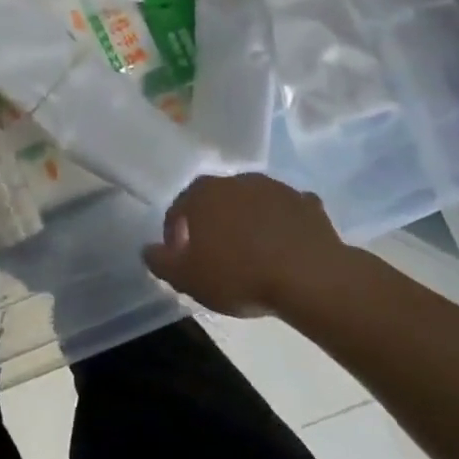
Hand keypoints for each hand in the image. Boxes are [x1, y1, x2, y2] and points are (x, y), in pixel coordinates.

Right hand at [143, 173, 343, 317]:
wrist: (310, 277)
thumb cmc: (240, 275)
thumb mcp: (188, 278)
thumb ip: (161, 262)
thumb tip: (148, 250)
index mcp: (203, 194)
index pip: (178, 209)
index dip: (174, 234)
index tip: (181, 259)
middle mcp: (236, 181)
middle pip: (216, 201)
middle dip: (212, 223)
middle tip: (216, 255)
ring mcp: (275, 188)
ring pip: (252, 203)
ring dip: (248, 221)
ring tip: (252, 252)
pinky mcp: (307, 204)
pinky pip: (287, 212)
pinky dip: (282, 224)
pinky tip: (285, 246)